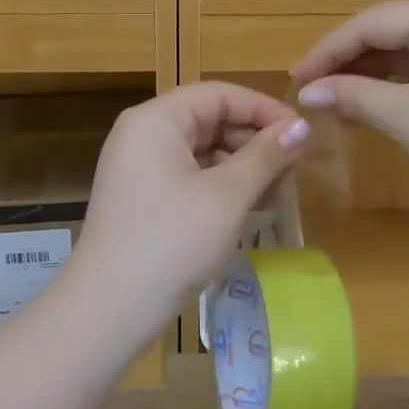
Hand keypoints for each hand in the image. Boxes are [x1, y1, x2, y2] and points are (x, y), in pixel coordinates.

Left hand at [66, 83, 309, 347]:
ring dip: (242, 165)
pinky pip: (189, 175)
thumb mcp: (227, 196)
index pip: (220, 94)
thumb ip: (266, 155)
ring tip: (278, 191)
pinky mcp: (142, 198)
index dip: (264, 109)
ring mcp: (139, 167)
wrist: (106, 313)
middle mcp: (143, 133)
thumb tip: (303, 125)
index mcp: (157, 119)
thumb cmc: (171, 242)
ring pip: (202, 149)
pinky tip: (250, 207)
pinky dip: (221, 185)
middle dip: (255, 140)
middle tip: (294, 168)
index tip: (302, 133)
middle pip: (210, 119)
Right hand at [290, 0, 408, 214]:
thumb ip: (352, 96)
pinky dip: (396, 87)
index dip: (327, 51)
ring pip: (405, 52)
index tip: (295, 80)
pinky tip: (373, 109)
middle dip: (347, 64)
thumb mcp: (406, 116)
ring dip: (369, 78)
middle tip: (312, 93)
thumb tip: (307, 93)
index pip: (370, 23)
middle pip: (387, 32)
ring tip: (336, 108)